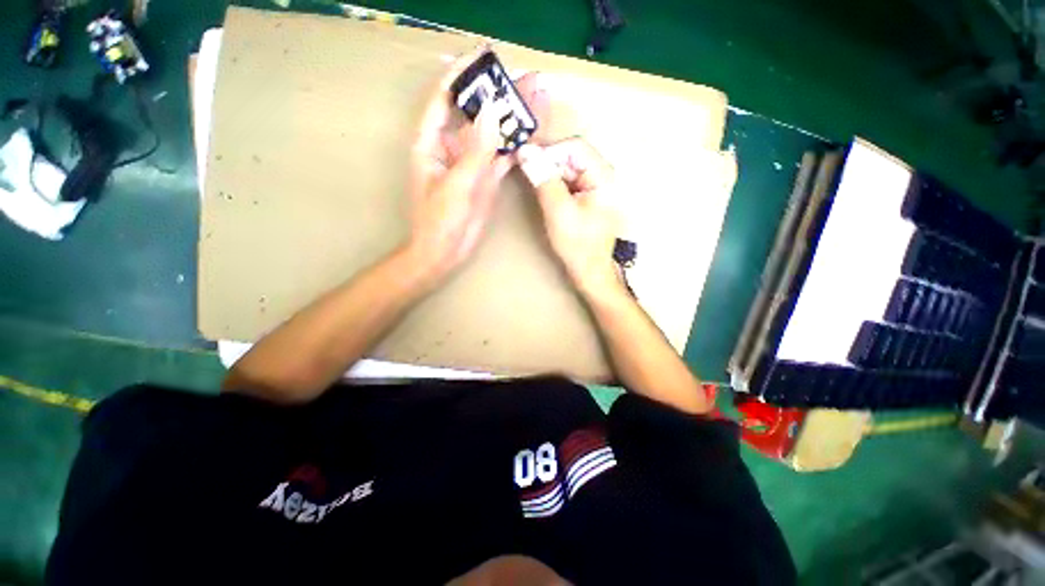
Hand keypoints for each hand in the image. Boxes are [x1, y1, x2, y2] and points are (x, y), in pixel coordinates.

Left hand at [406, 48, 512, 282]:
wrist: (445, 252)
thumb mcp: (456, 185)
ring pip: (491, 135)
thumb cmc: (439, 221)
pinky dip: (514, 146)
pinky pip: (500, 157)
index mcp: (432, 143)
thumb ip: (476, 151)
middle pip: (474, 114)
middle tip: (522, 77)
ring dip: (510, 119)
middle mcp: (452, 148)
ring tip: (533, 98)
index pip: (444, 99)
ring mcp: (471, 164)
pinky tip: (530, 134)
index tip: (484, 58)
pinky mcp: (485, 180)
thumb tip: (493, 111)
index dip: (462, 76)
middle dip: (496, 95)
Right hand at [516, 138, 622, 295]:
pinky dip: (555, 185)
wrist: (589, 270)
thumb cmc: (577, 244)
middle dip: (549, 164)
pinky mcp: (589, 196)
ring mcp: (597, 186)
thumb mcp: (558, 210)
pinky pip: (569, 181)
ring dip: (550, 175)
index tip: (529, 163)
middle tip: (531, 179)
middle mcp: (604, 176)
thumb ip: (543, 179)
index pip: (575, 146)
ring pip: (568, 168)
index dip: (550, 151)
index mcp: (603, 177)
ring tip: (540, 193)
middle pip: (572, 155)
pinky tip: (548, 198)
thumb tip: (525, 151)